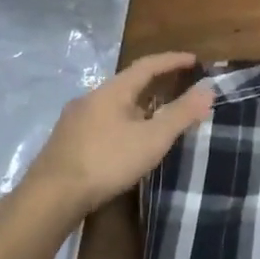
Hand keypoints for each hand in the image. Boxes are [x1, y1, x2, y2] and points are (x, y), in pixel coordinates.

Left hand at [14, 52, 214, 223]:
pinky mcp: (66, 142)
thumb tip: (208, 90)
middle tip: (178, 89)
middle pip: (128, 84)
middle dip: (155, 85)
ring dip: (137, 107)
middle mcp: (90, 98)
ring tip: (155, 119)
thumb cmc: (106, 161)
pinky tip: (126, 142)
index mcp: (112, 91)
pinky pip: (102, 122)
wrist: (51, 197)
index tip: (194, 60)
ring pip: (113, 105)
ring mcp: (74, 120)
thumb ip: (181, 114)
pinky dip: (122, 123)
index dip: (172, 60)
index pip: (147, 65)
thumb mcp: (152, 138)